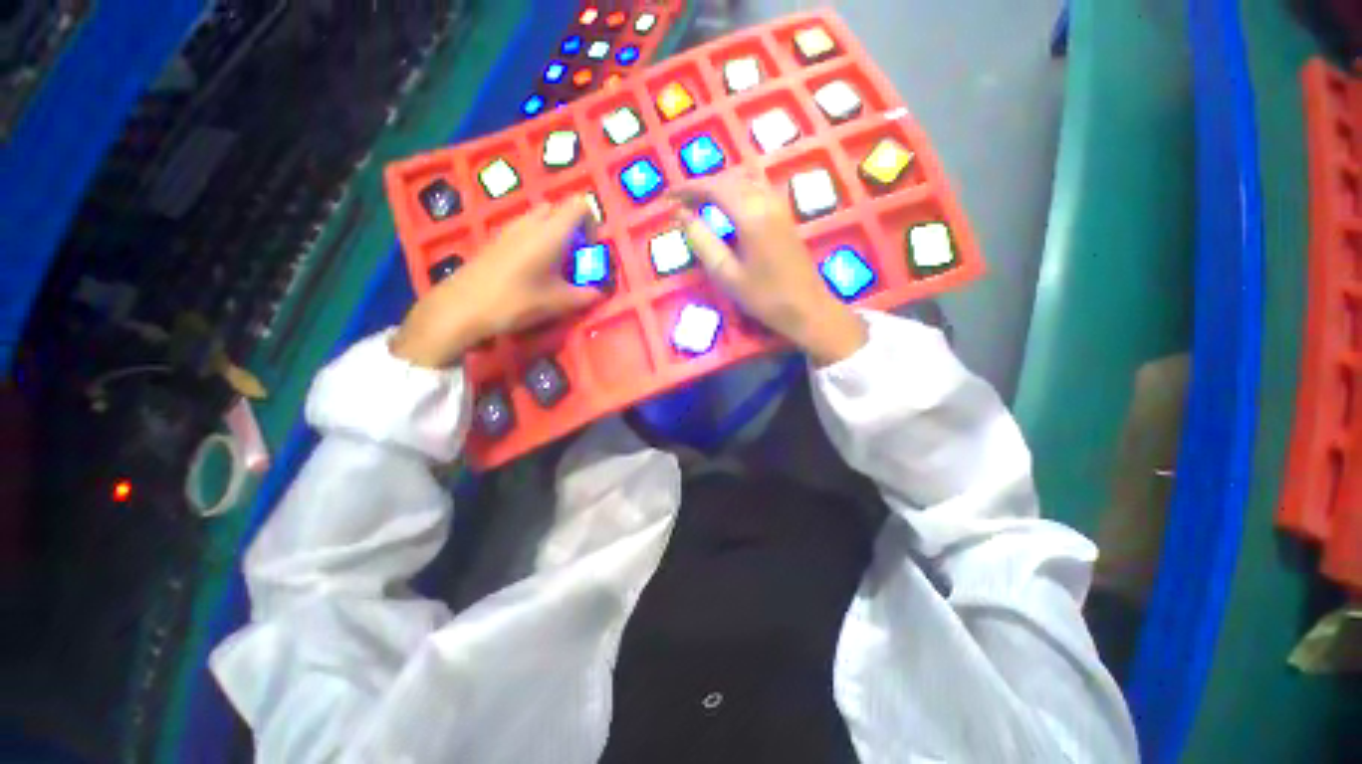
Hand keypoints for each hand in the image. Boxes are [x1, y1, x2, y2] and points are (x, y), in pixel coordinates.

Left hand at [391, 196, 601, 367]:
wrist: (463, 307)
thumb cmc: (518, 301)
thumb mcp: (559, 302)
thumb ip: (585, 295)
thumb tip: (601, 293)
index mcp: (551, 232)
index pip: (579, 204)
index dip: (591, 221)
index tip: (591, 247)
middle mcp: (531, 222)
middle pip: (558, 208)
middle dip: (572, 227)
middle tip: (574, 255)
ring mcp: (510, 228)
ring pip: (539, 218)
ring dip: (553, 233)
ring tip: (554, 264)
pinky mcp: (496, 239)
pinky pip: (523, 228)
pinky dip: (535, 240)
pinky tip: (532, 269)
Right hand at [675, 174, 867, 365]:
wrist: (807, 308)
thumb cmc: (764, 297)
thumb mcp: (726, 274)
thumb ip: (702, 241)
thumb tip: (681, 215)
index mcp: (751, 215)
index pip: (714, 188)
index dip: (687, 188)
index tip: (667, 197)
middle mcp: (766, 202)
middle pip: (729, 179)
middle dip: (701, 186)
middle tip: (680, 202)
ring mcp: (779, 206)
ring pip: (744, 180)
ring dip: (719, 186)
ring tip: (699, 202)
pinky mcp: (785, 215)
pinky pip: (757, 189)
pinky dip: (736, 190)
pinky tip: (728, 205)